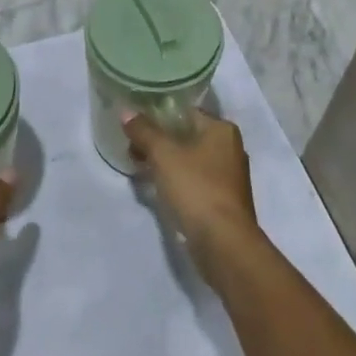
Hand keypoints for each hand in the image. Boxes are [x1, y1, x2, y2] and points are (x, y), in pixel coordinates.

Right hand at [123, 109, 256, 275]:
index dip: (158, 115)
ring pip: (189, 160)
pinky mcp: (222, 201)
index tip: (134, 123)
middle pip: (186, 135)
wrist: (223, 244)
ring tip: (138, 166)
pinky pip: (193, 181)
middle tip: (131, 146)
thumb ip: (143, 131)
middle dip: (158, 141)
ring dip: (165, 162)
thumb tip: (126, 112)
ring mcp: (228, 177)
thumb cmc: (196, 188)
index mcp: (222, 130)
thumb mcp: (163, 155)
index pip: (185, 112)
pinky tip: (156, 187)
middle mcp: (230, 149)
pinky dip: (176, 180)